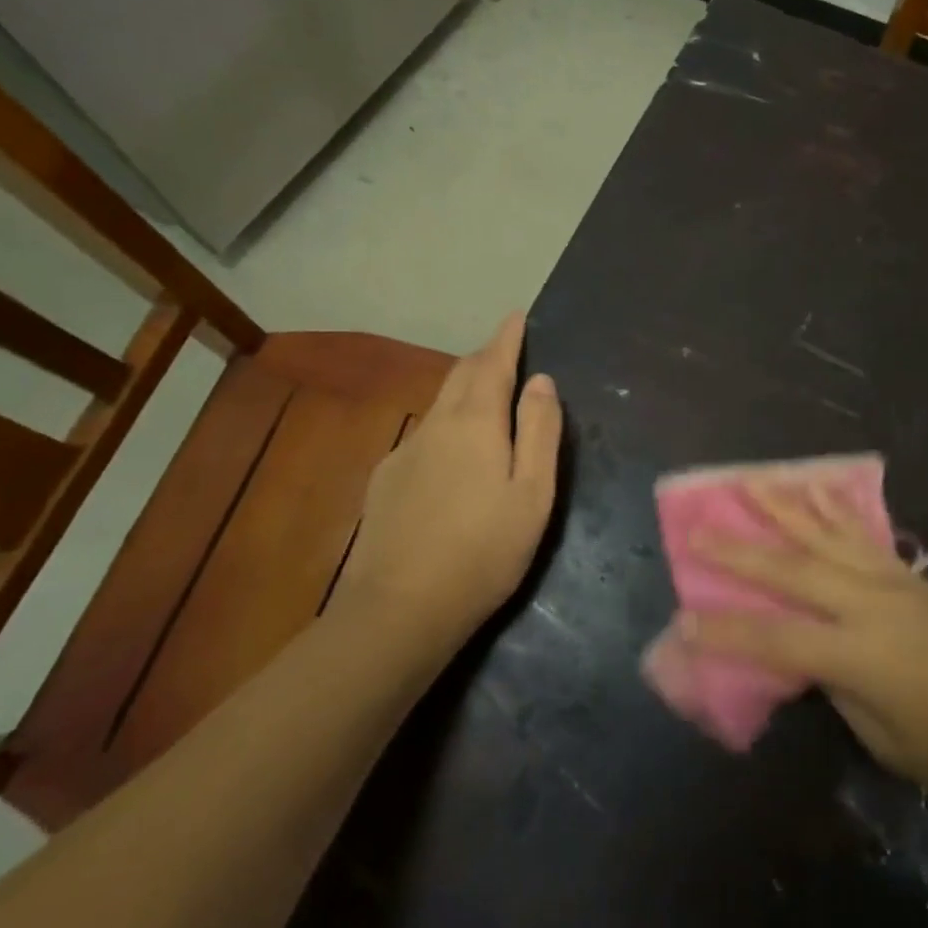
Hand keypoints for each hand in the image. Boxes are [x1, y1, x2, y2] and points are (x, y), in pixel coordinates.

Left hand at [339, 312, 562, 640]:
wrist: (397, 612)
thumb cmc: (483, 551)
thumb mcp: (532, 492)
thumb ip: (540, 431)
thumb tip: (541, 381)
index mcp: (475, 422)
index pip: (492, 363)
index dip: (506, 337)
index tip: (516, 315)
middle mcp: (435, 425)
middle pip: (460, 376)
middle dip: (485, 357)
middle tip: (507, 350)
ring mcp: (405, 452)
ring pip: (440, 404)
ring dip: (465, 389)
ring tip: (487, 395)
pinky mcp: (386, 481)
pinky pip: (425, 435)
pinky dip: (447, 424)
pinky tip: (453, 453)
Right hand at [682, 483, 927, 803]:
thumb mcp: (898, 746)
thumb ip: (848, 696)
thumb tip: (820, 662)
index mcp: (860, 654)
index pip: (776, 640)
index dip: (726, 633)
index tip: (682, 621)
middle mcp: (868, 604)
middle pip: (791, 571)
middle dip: (739, 551)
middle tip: (696, 528)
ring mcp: (892, 581)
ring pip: (824, 536)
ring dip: (782, 508)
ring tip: (748, 481)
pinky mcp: (911, 574)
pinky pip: (861, 534)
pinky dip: (832, 509)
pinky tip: (816, 488)